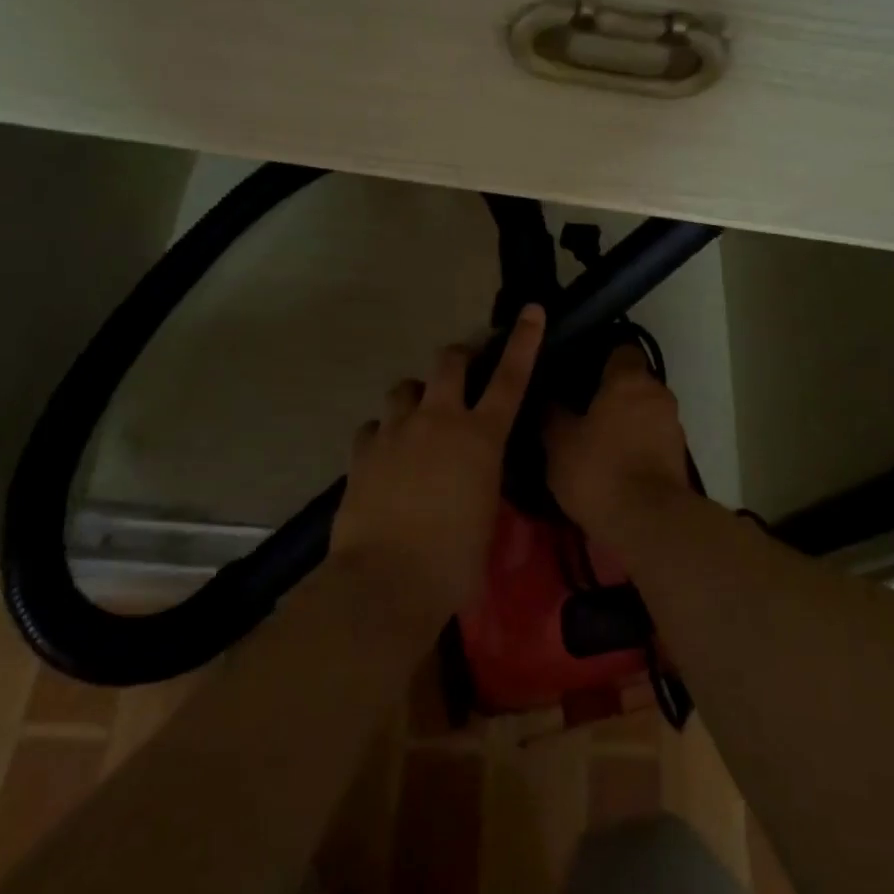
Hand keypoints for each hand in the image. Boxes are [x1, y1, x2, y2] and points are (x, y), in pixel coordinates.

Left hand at [330, 305, 545, 615]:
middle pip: (448, 362)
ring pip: (405, 387)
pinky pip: (374, 426)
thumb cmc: (454, 562)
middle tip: (462, 369)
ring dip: (416, 395)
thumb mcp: (488, 514)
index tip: (531, 310)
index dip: (523, 340)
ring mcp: (396, 432)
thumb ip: (485, 477)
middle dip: (458, 357)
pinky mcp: (362, 452)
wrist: (384, 583)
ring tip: (418, 419)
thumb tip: (477, 469)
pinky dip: (383, 433)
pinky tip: (385, 455)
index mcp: (480, 437)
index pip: (510, 377)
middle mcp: (438, 420)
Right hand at [546, 343, 692, 540]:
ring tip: (594, 438)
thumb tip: (546, 396)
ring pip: (643, 410)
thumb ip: (551, 413)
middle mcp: (657, 393)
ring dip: (624, 420)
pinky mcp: (678, 456)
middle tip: (578, 406)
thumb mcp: (559, 442)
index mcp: (629, 379)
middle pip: (632, 381)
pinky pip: (651, 436)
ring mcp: (672, 425)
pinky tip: (612, 461)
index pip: (621, 348)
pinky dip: (635, 443)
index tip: (578, 369)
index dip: (599, 356)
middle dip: (610, 391)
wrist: (650, 522)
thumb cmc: (600, 470)